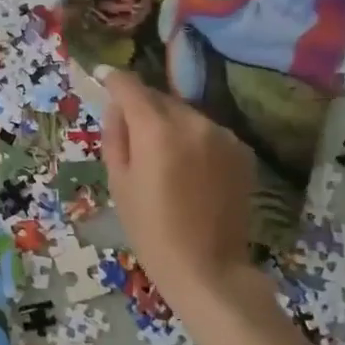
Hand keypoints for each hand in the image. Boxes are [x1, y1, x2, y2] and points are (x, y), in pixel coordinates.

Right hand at [97, 67, 257, 295]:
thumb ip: (116, 137)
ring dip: (169, 123)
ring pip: (186, 115)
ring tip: (160, 156)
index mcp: (157, 130)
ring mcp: (223, 135)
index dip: (114, 81)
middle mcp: (194, 122)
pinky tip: (188, 169)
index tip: (102, 78)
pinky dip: (193, 139)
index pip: (131, 88)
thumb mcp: (119, 183)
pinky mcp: (242, 151)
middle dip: (142, 106)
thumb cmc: (150, 229)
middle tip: (129, 131)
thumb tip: (117, 109)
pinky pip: (208, 133)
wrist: (207, 267)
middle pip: (160, 99)